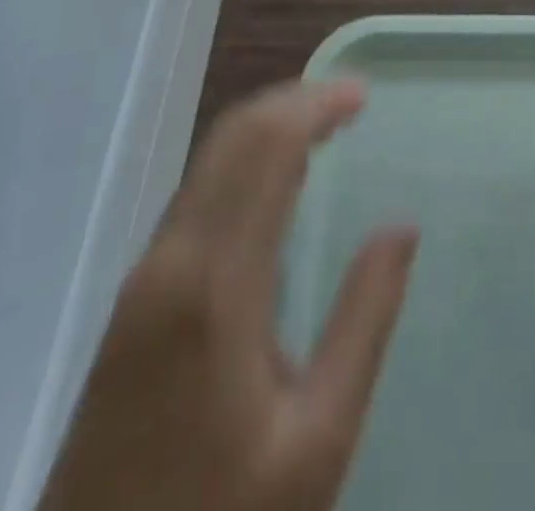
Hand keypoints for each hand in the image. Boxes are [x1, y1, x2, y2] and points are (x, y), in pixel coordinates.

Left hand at [40, 80, 417, 510]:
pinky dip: (243, 164)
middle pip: (230, 138)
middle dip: (292, 102)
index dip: (315, 105)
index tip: (363, 93)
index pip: (265, 148)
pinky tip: (275, 183)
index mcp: (214, 284)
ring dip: (267, 129)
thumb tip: (403, 228)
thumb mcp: (318, 440)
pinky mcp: (131, 306)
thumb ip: (364, 321)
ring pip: (208, 163)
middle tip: (350, 99)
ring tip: (325, 127)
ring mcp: (141, 282)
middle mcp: (169, 262)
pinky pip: (195, 198)